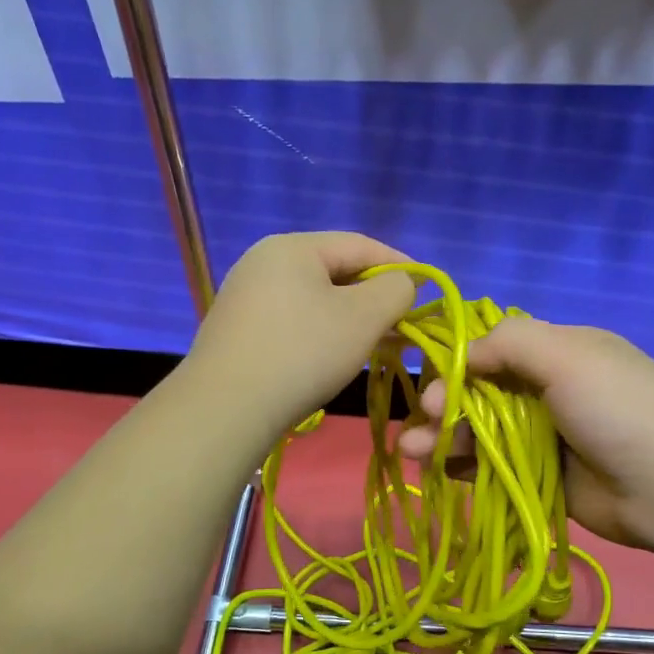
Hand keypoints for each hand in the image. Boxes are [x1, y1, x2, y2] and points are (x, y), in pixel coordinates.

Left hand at [186, 232, 417, 439]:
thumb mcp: (363, 317)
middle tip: (404, 322)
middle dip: (374, 296)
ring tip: (378, 342)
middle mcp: (263, 262)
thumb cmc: (303, 353)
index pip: (360, 244)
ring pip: (315, 299)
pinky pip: (293, 320)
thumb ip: (395, 290)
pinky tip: (336, 356)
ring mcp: (246, 297)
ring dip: (351, 318)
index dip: (399, 264)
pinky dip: (322, 333)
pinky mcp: (238, 330)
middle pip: (335, 270)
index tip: (427, 289)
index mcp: (292, 247)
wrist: (226, 408)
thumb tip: (401, 283)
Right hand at [396, 317, 653, 554]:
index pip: (494, 348)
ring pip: (482, 432)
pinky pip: (494, 469)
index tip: (430, 382)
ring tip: (413, 452)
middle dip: (445, 405)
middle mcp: (549, 391)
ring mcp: (546, 437)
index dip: (457, 363)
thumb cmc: (619, 408)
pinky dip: (464, 468)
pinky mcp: (544, 479)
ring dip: (445, 438)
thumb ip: (509, 343)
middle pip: (481, 393)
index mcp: (559, 352)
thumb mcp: (566, 355)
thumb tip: (462, 354)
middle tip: (423, 424)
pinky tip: (438, 472)